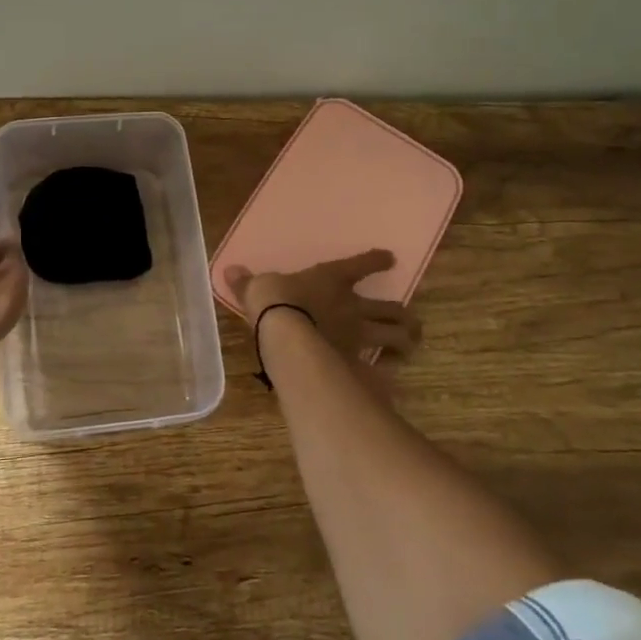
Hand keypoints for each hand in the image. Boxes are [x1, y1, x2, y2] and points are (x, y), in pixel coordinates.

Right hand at [222, 250, 420, 365]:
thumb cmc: (275, 302)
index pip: (361, 265)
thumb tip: (231, 270)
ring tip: (408, 346)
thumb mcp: (257, 288)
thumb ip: (248, 282)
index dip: (376, 260)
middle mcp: (352, 307)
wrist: (286, 336)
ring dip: (405, 341)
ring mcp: (358, 336)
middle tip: (409, 322)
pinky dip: (386, 376)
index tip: (389, 258)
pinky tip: (388, 381)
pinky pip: (379, 371)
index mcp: (332, 279)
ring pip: (395, 337)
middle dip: (404, 316)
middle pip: (392, 309)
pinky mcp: (355, 363)